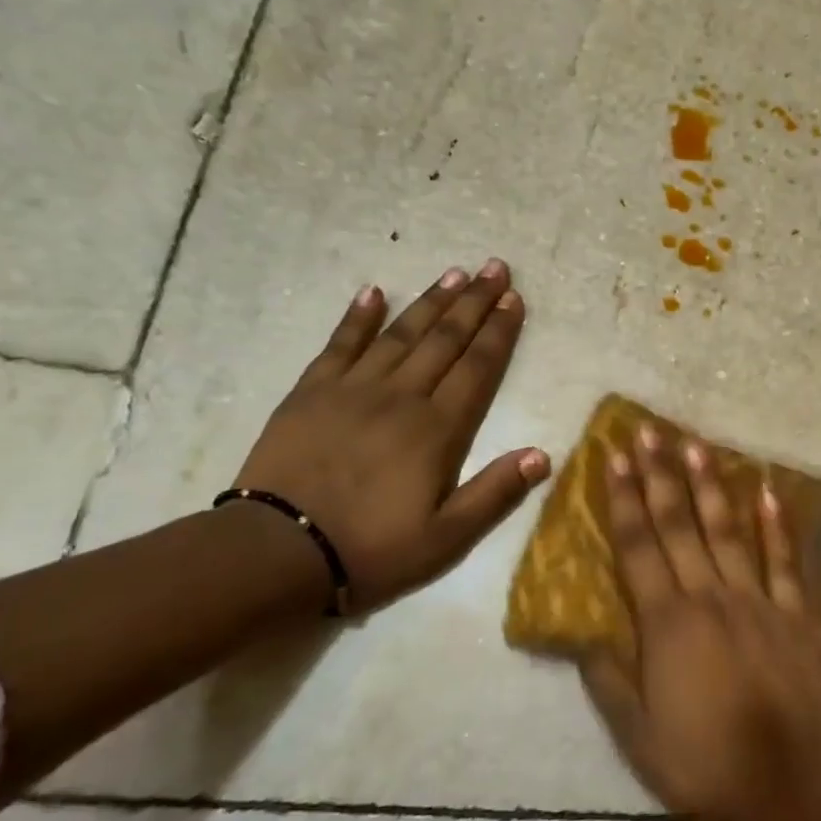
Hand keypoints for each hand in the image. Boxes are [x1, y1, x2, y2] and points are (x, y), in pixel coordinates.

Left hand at [230, 261, 549, 611]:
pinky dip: (357, 317)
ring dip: (430, 302)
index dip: (499, 332)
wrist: (277, 553)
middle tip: (494, 267)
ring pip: (400, 334)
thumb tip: (543, 455)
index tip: (514, 299)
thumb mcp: (447, 537)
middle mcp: (401, 397)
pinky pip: (340, 344)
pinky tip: (372, 292)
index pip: (478, 368)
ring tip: (454, 274)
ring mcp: (352, 389)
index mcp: (437, 430)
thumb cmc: (372, 549)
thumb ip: (495, 493)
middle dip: (474, 302)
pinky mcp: (311, 393)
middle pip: (445, 339)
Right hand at [581, 424, 820, 820]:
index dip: (624, 499)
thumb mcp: (637, 733)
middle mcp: (710, 596)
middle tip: (649, 431)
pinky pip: (784, 561)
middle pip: (680, 525)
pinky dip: (776, 525)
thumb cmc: (701, 762)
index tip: (613, 458)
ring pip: (728, 531)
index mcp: (667, 623)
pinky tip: (767, 491)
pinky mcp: (794, 614)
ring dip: (710, 485)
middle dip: (661, 475)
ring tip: (697, 444)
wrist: (784, 784)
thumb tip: (579, 635)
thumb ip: (607, 678)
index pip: (638, 547)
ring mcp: (756, 600)